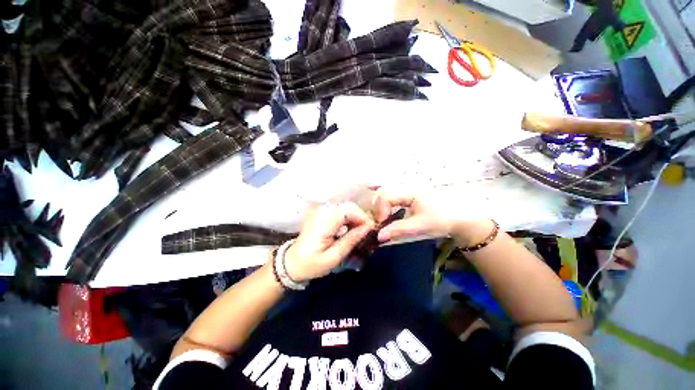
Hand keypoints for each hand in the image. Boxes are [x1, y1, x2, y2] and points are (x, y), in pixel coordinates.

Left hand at [283, 202, 374, 281]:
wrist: (292, 263)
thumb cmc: (311, 264)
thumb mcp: (333, 257)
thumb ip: (351, 240)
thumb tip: (367, 228)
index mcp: (324, 221)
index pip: (349, 210)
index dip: (363, 218)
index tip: (371, 231)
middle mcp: (322, 211)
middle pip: (349, 206)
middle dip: (361, 217)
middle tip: (366, 233)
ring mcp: (320, 211)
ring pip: (346, 208)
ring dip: (355, 218)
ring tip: (359, 233)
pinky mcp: (321, 213)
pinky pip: (340, 211)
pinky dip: (348, 219)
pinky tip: (349, 230)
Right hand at [373, 191, 492, 246]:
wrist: (461, 219)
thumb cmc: (442, 219)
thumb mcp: (420, 226)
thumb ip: (398, 230)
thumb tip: (379, 236)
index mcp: (409, 192)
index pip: (386, 197)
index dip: (379, 210)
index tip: (381, 224)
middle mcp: (406, 190)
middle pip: (383, 194)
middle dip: (377, 208)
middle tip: (379, 223)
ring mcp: (407, 194)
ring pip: (387, 196)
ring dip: (381, 208)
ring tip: (381, 221)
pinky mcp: (409, 199)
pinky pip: (393, 200)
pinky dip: (386, 208)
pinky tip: (387, 217)